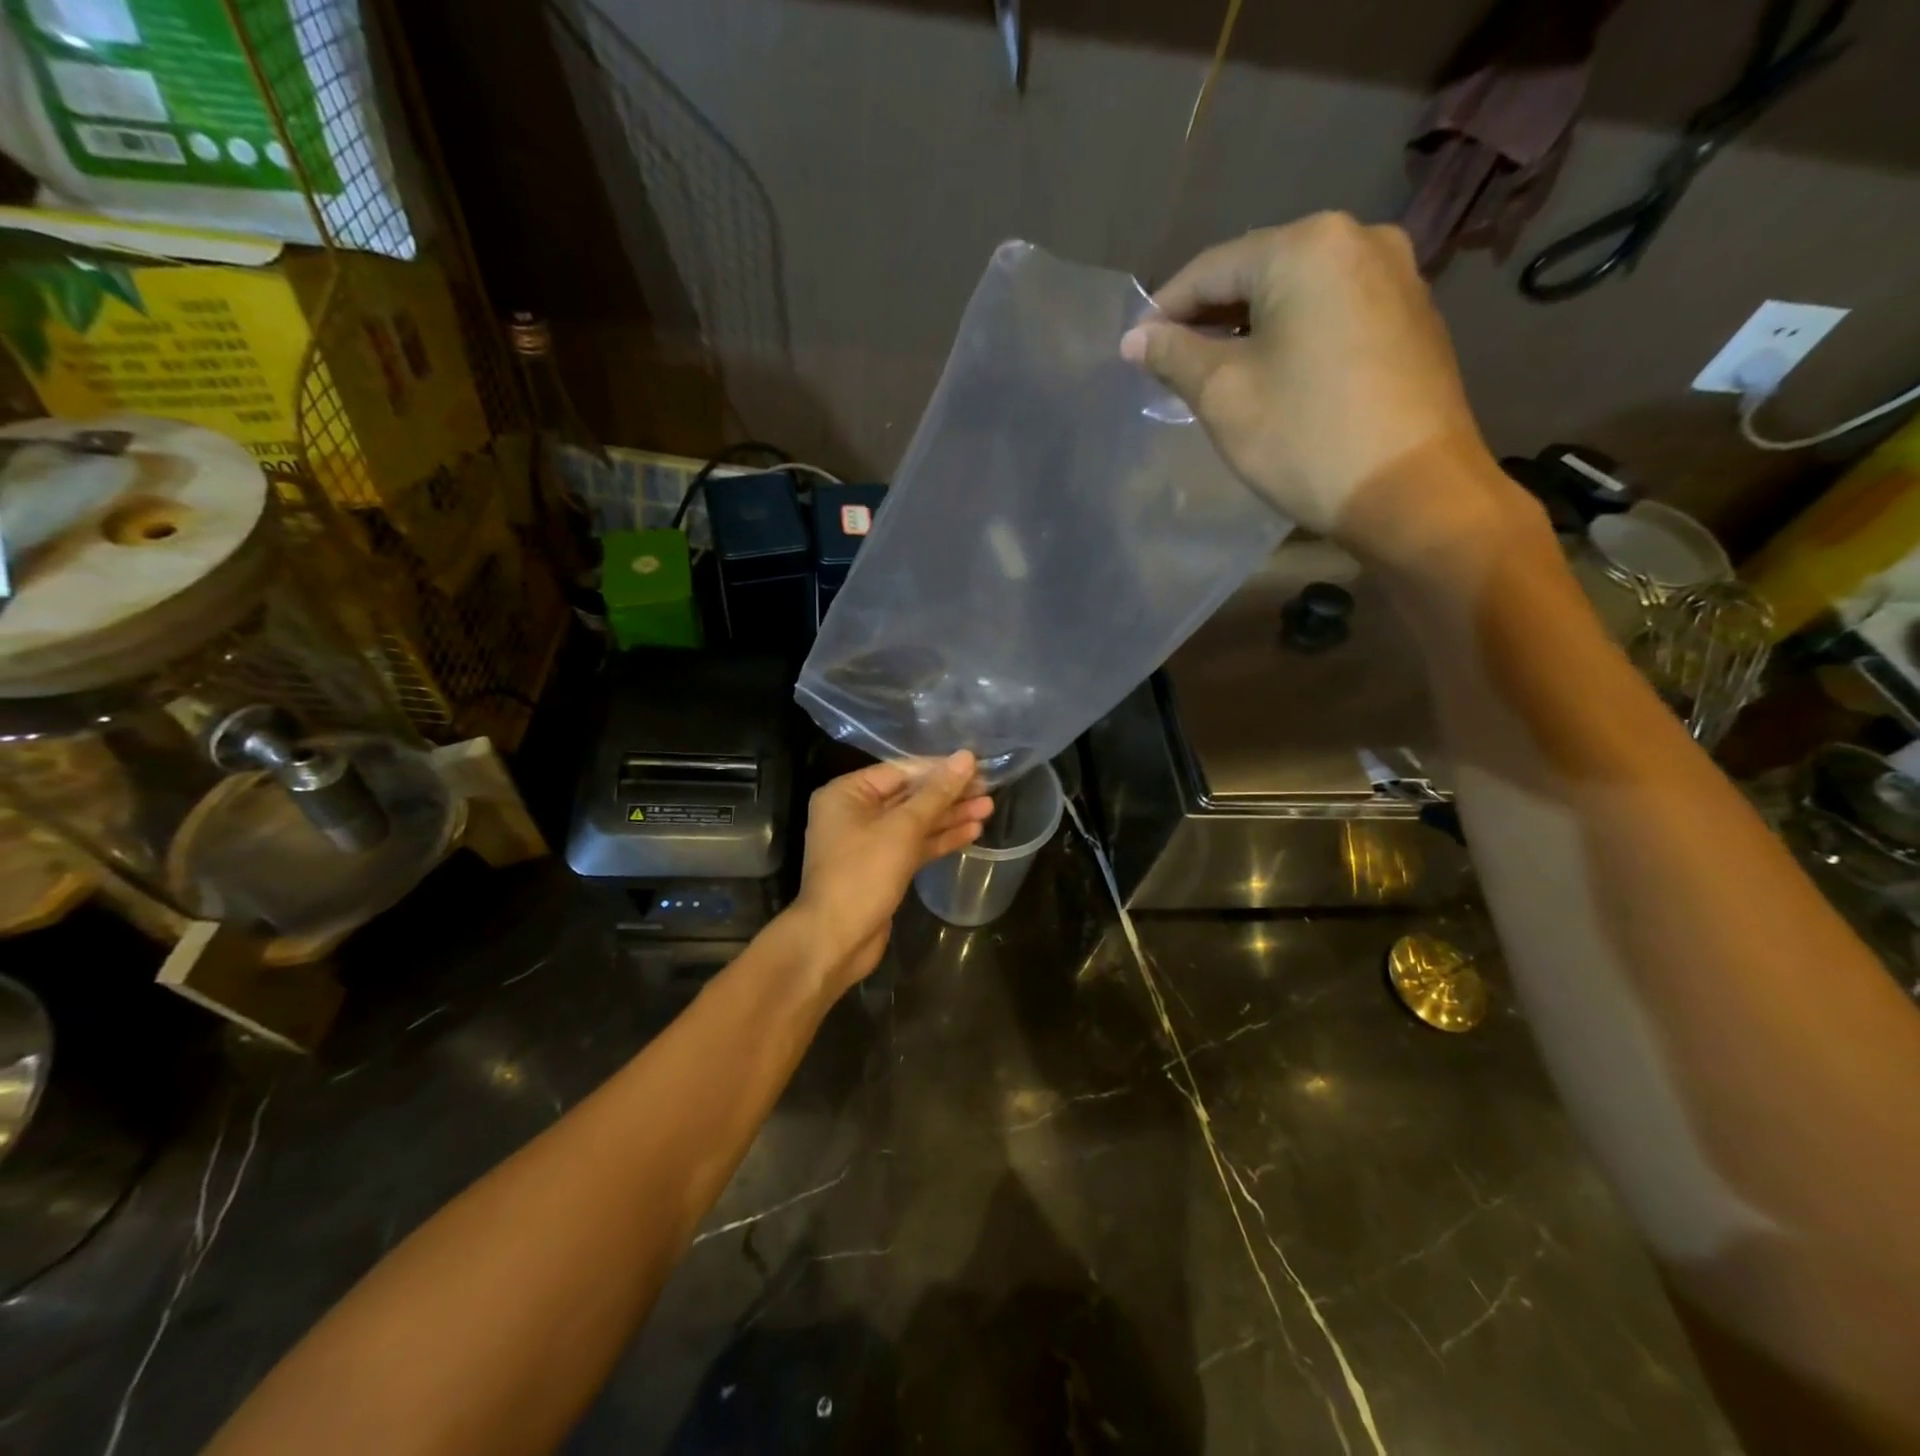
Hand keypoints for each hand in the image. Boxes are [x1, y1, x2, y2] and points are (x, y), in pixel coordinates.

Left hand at [788, 751, 993, 991]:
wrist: (836, 940)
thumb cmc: (863, 874)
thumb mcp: (902, 828)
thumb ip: (936, 793)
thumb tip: (966, 757)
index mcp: (847, 793)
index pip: (900, 771)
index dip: (940, 769)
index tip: (976, 766)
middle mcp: (855, 813)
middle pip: (909, 796)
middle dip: (948, 794)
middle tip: (988, 788)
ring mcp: (868, 843)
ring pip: (915, 823)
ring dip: (950, 816)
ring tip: (989, 808)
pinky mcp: (882, 868)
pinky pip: (914, 846)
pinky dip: (940, 839)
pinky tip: (972, 832)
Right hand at [1121, 213, 1524, 572]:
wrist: (1412, 491)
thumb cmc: (1305, 437)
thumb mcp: (1223, 395)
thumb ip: (1174, 356)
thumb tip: (1134, 339)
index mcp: (1308, 246)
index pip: (1212, 268)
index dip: (1164, 310)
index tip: (1134, 350)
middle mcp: (1360, 240)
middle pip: (1259, 273)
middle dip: (1209, 318)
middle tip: (1170, 364)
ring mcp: (1397, 276)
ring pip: (1298, 295)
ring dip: (1250, 328)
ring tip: (1216, 372)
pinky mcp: (1413, 317)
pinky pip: (1332, 314)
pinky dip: (1293, 337)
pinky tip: (1273, 375)